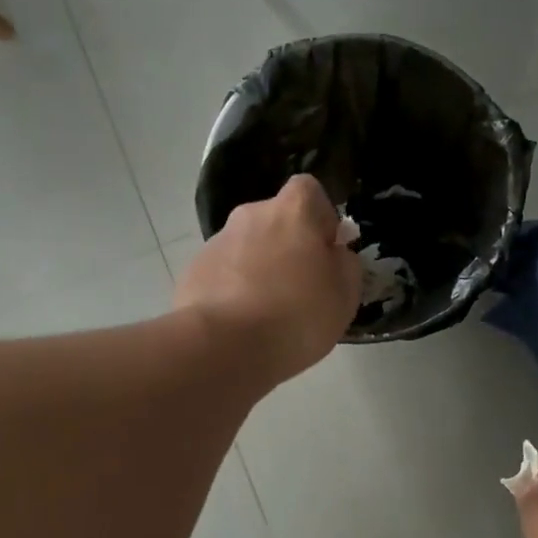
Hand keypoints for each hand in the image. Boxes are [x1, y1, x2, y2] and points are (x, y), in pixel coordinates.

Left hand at [174, 175, 361, 385]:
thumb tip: (334, 254)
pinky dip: (232, 291)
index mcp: (293, 211)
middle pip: (275, 222)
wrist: (224, 346)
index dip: (320, 218)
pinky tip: (240, 325)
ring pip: (247, 249)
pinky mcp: (193, 272)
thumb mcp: (344, 295)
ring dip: (258, 270)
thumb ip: (345, 265)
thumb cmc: (297, 315)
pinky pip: (223, 274)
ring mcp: (216, 242)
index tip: (325, 252)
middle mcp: (251, 215)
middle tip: (298, 290)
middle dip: (286, 247)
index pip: (309, 191)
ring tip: (266, 315)